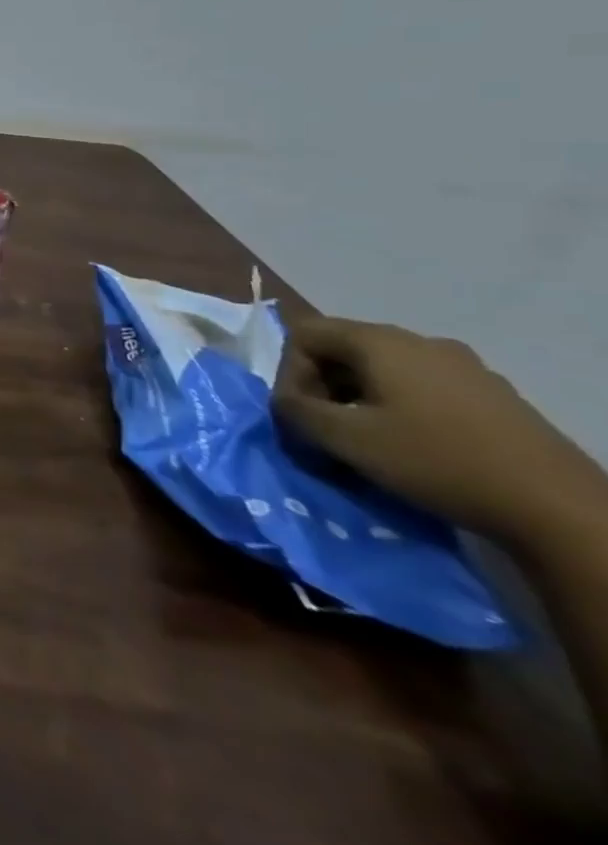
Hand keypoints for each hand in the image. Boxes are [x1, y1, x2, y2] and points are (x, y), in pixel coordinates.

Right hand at [273, 317, 607, 545]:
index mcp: (380, 341)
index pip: (303, 334)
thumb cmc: (436, 461)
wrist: (560, 509)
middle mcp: (420, 341)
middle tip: (325, 430)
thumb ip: (297, 412)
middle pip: (343, 350)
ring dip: (359, 400)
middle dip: (322, 387)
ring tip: (365, 442)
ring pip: (383, 370)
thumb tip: (285, 403)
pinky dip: (400, 409)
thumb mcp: (347, 440)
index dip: (287, 372)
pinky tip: (413, 446)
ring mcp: (464, 367)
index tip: (298, 415)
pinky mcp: (492, 396)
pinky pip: (422, 388)